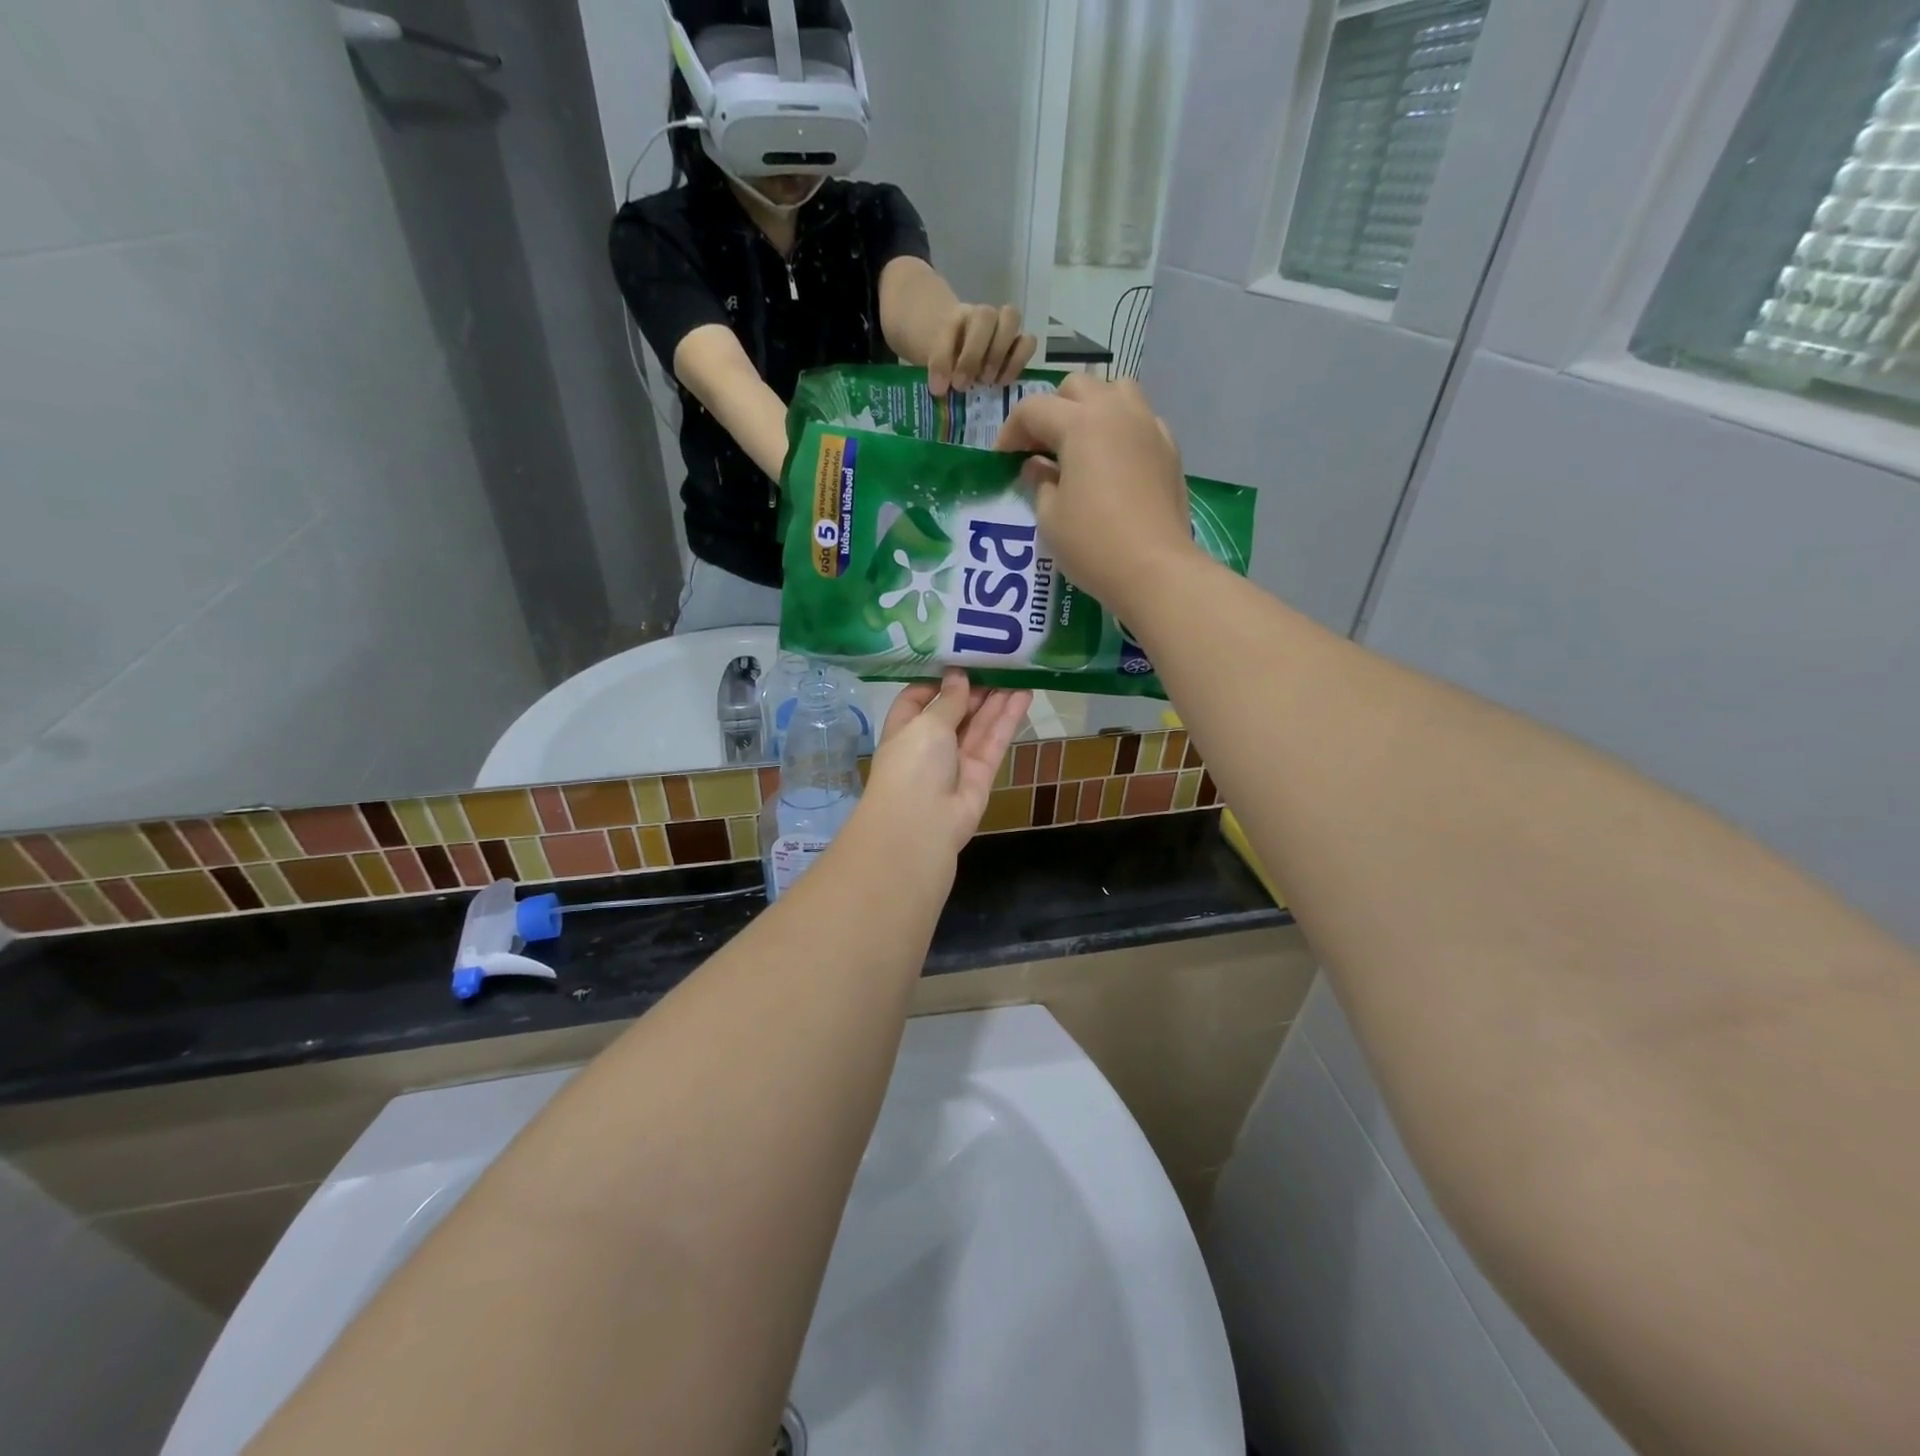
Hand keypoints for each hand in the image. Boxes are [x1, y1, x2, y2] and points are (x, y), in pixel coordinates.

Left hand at [860, 671, 1031, 858]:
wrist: (921, 826)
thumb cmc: (912, 765)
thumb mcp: (926, 724)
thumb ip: (948, 700)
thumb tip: (957, 676)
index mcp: (904, 729)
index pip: (918, 698)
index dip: (937, 680)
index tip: (959, 658)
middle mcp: (929, 744)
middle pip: (954, 710)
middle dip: (973, 687)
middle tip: (998, 659)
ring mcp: (956, 761)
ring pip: (978, 724)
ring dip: (995, 699)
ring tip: (1017, 670)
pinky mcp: (980, 774)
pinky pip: (994, 741)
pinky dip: (1007, 719)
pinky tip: (1023, 695)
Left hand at [927, 303, 1037, 395]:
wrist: (963, 353)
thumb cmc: (947, 361)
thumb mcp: (933, 364)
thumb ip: (936, 370)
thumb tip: (941, 389)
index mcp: (955, 317)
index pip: (950, 328)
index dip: (943, 359)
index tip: (938, 388)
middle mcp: (982, 316)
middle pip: (985, 315)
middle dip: (973, 354)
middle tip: (963, 384)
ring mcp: (1003, 326)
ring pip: (1011, 318)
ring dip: (999, 352)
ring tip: (987, 381)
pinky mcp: (1019, 343)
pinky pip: (1028, 342)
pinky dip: (1018, 361)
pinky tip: (1003, 381)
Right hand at [994, 374, 1199, 620]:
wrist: (1155, 569)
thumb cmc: (1092, 544)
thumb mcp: (1049, 517)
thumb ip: (1039, 482)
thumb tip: (1037, 466)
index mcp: (1081, 423)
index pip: (1034, 409)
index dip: (1011, 431)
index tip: (1002, 459)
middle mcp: (1117, 412)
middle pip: (1077, 388)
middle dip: (1052, 411)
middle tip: (1040, 449)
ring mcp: (1149, 427)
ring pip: (1116, 391)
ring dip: (1091, 408)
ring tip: (1080, 444)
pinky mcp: (1169, 450)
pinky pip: (1141, 421)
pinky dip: (1121, 429)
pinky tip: (1113, 463)